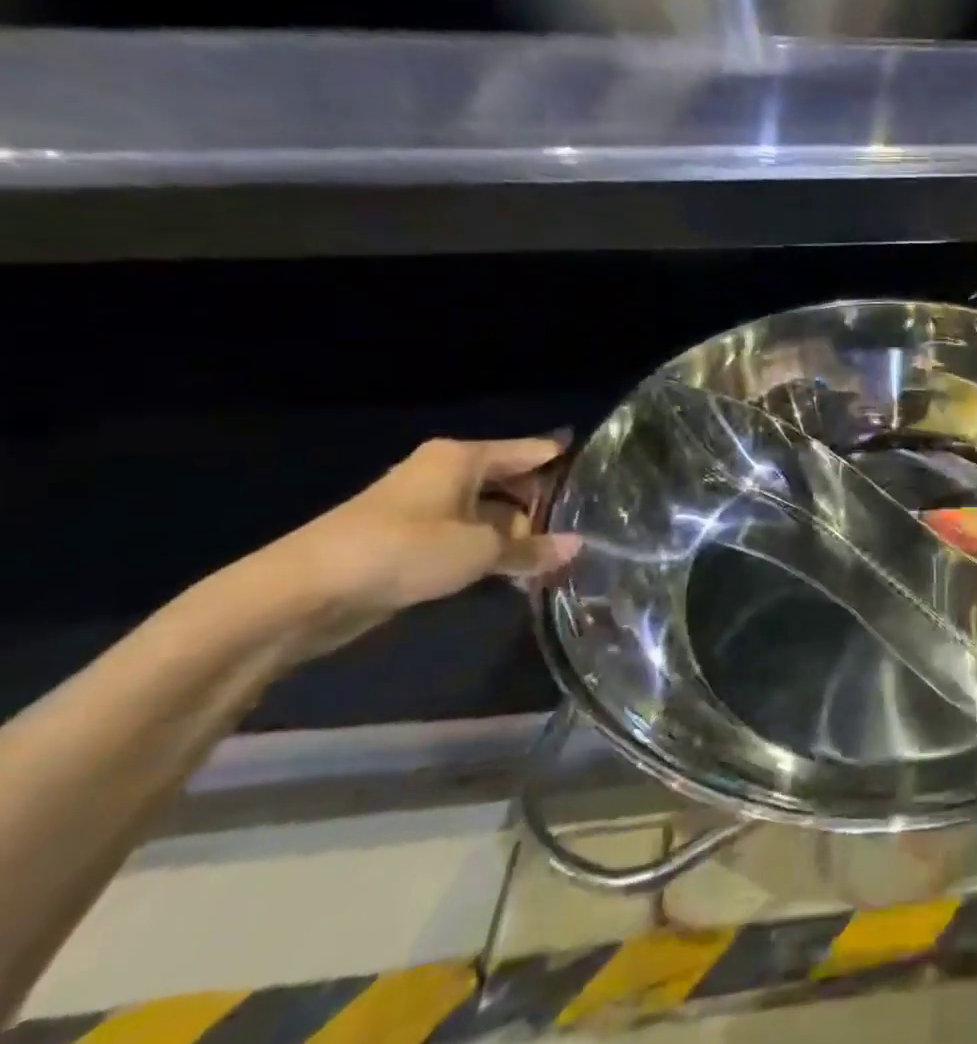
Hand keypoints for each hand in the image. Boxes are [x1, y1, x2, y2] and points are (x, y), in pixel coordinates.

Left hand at [256, 437, 581, 661]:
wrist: (302, 593)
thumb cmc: (402, 550)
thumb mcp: (479, 551)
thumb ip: (532, 548)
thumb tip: (578, 546)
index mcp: (464, 457)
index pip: (533, 451)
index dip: (568, 465)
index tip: (606, 482)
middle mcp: (447, 473)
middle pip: (514, 482)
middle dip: (546, 507)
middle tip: (591, 530)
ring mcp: (427, 506)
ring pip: (491, 513)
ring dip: (519, 535)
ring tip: (563, 556)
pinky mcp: (412, 539)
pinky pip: (468, 537)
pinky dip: (492, 551)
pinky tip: (521, 572)